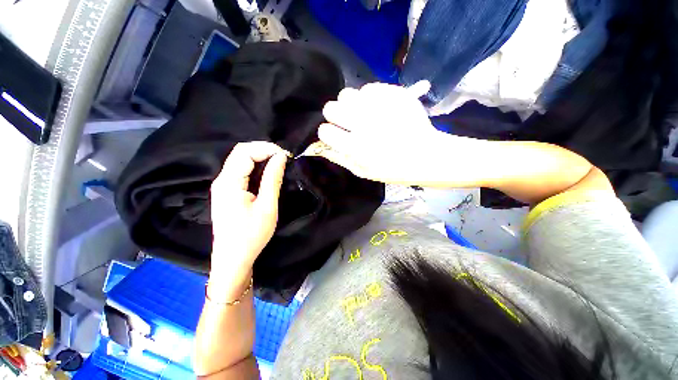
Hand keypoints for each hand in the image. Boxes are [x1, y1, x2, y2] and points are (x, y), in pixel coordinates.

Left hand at [209, 142, 287, 292]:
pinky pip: (240, 171)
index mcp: (229, 182)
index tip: (285, 155)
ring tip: (278, 162)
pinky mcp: (226, 192)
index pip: (245, 152)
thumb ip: (273, 179)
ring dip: (259, 157)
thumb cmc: (251, 235)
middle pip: (240, 153)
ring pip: (239, 161)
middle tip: (283, 157)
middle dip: (262, 150)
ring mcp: (222, 186)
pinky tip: (266, 171)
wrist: (233, 259)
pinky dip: (255, 166)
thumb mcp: (267, 206)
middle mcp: (221, 180)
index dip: (266, 148)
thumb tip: (280, 157)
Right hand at [316, 81, 448, 184]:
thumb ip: (340, 158)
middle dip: (335, 115)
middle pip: (330, 107)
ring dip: (350, 104)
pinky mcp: (394, 94)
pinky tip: (378, 108)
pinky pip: (369, 87)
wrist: (425, 156)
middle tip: (347, 122)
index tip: (336, 135)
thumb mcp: (363, 171)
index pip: (324, 131)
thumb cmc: (392, 169)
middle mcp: (364, 124)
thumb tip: (321, 147)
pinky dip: (369, 97)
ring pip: (347, 93)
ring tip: (362, 113)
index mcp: (355, 147)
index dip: (328, 133)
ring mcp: (380, 107)